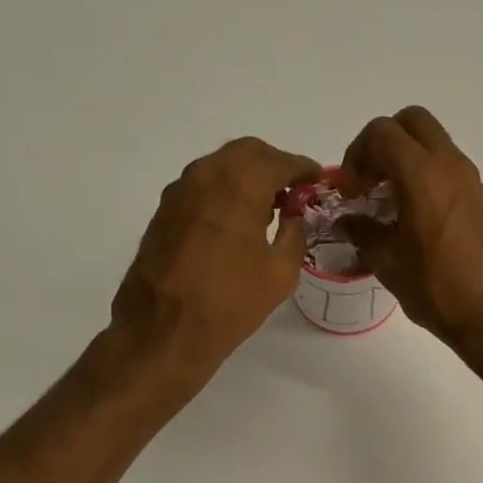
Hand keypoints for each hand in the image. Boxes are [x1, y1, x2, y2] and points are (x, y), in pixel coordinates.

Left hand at [109, 137, 319, 385]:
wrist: (164, 330)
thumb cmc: (231, 303)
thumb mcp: (281, 272)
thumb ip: (294, 233)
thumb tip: (294, 215)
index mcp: (240, 185)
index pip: (280, 161)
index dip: (304, 169)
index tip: (318, 181)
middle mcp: (206, 175)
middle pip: (248, 152)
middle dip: (275, 166)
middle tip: (294, 192)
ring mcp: (180, 191)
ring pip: (221, 165)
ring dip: (248, 176)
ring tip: (268, 207)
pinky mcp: (164, 210)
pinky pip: (202, 185)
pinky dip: (225, 191)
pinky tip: (236, 221)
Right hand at [339, 106, 482, 369]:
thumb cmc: (437, 289)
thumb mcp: (388, 263)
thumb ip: (363, 232)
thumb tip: (348, 220)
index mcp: (423, 175)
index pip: (382, 133)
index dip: (356, 155)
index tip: (350, 193)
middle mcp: (450, 166)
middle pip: (412, 122)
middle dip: (383, 143)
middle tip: (369, 181)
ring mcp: (471, 181)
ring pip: (433, 144)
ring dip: (406, 160)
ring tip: (388, 203)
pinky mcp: (482, 200)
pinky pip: (448, 169)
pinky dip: (426, 177)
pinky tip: (413, 219)